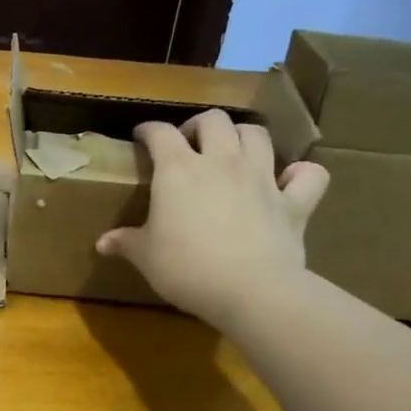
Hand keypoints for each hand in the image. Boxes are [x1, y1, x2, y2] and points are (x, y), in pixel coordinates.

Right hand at [97, 110, 328, 330]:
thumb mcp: (146, 257)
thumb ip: (125, 243)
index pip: (160, 133)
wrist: (249, 290)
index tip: (142, 136)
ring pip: (257, 135)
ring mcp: (261, 178)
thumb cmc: (186, 268)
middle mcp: (222, 162)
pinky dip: (301, 174)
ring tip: (233, 152)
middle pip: (214, 120)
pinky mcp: (293, 202)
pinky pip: (309, 175)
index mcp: (178, 169)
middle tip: (189, 144)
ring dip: (243, 137)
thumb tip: (102, 243)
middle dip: (199, 125)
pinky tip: (289, 181)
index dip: (149, 130)